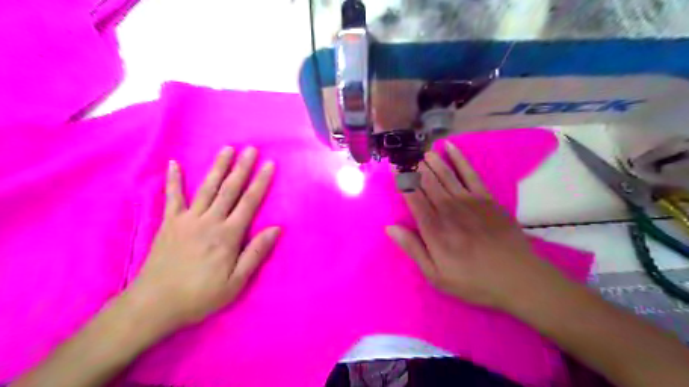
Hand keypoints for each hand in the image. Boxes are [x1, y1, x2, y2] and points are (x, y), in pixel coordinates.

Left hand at [126, 147, 277, 327]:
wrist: (154, 305)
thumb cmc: (200, 295)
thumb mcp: (236, 282)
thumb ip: (256, 253)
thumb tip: (276, 229)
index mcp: (228, 235)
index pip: (249, 202)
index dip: (261, 182)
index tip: (269, 164)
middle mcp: (209, 221)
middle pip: (229, 189)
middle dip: (242, 168)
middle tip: (251, 149)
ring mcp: (187, 219)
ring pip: (206, 188)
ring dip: (218, 167)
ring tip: (227, 149)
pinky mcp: (169, 223)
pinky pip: (173, 198)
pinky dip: (174, 180)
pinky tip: (175, 164)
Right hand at [385, 142, 562, 310]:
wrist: (517, 278)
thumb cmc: (473, 281)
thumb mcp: (436, 275)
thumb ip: (413, 249)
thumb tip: (390, 227)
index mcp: (433, 229)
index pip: (413, 198)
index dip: (402, 182)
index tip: (394, 169)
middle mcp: (448, 209)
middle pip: (427, 183)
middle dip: (414, 169)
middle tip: (405, 157)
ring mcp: (469, 201)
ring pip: (445, 175)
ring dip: (431, 162)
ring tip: (422, 153)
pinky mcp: (486, 198)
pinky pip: (470, 173)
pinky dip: (459, 158)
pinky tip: (449, 147)